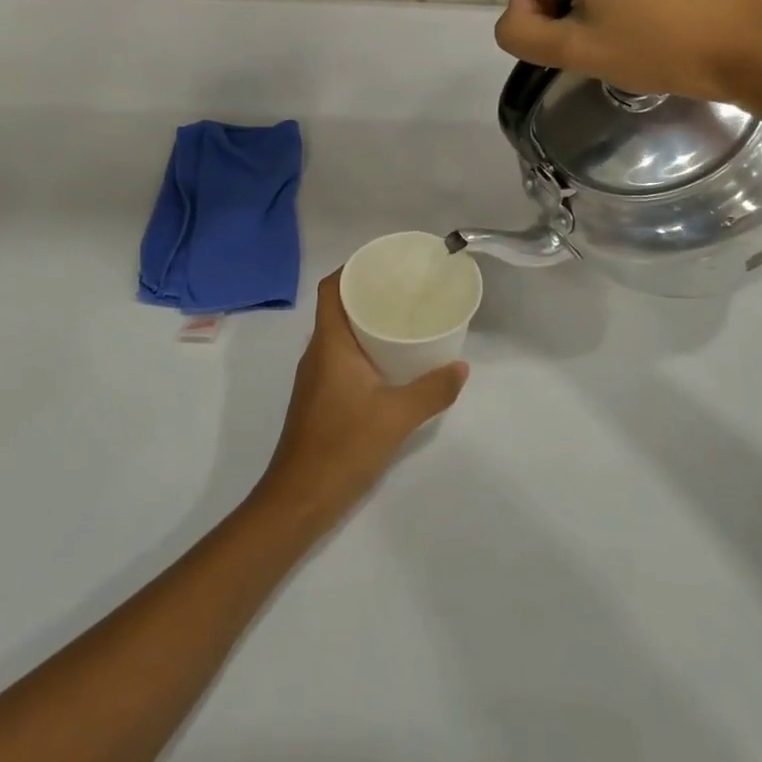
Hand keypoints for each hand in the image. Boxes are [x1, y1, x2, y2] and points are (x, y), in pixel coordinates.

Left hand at [254, 270, 467, 525]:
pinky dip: (364, 349)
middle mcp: (317, 354)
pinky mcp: (320, 398)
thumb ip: (432, 390)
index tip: (384, 263)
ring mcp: (315, 377)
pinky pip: (341, 358)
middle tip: (406, 290)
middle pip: (337, 308)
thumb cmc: (343, 447)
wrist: (300, 498)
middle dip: (367, 293)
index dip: (351, 268)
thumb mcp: (397, 417)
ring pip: (340, 335)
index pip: (330, 289)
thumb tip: (461, 367)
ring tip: (404, 319)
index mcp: (329, 345)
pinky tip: (391, 363)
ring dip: (366, 323)